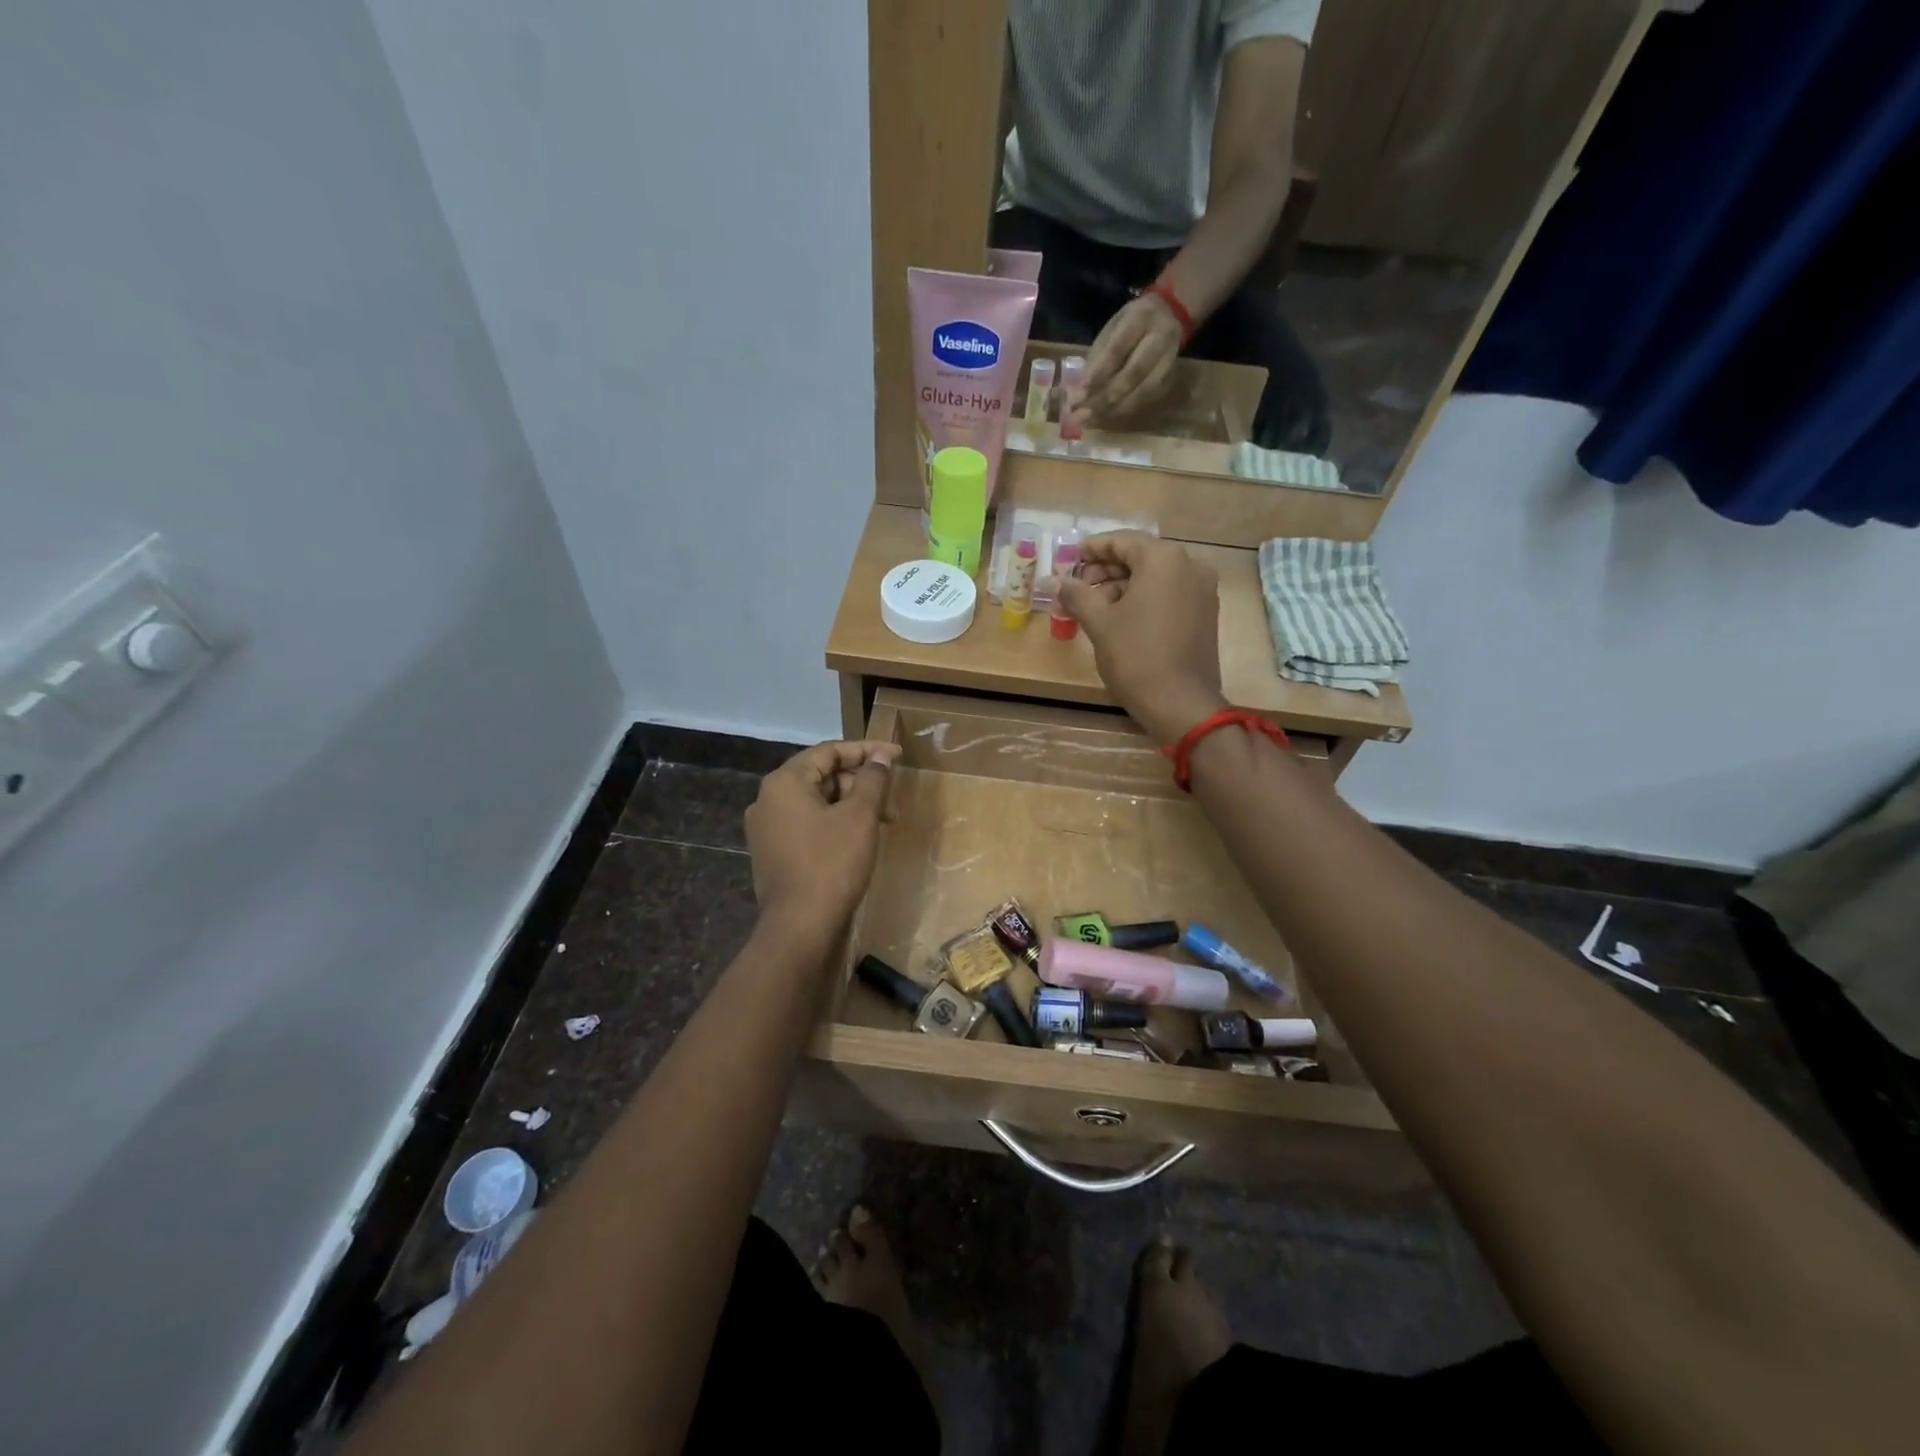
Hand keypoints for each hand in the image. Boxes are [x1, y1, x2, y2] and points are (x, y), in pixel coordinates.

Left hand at [745, 740, 900, 941]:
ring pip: (816, 802)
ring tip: (883, 822)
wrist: (800, 927)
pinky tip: (859, 838)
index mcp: (784, 782)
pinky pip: (807, 824)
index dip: (866, 750)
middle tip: (892, 797)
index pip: (829, 751)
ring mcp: (767, 829)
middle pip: (821, 775)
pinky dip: (834, 823)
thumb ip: (871, 779)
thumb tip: (879, 755)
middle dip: (860, 782)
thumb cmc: (832, 863)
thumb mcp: (859, 816)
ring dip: (851, 804)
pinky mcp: (772, 853)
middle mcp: (768, 800)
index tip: (897, 756)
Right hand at [1058, 533, 1226, 743]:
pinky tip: (1121, 617)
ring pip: (1155, 576)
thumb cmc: (1135, 656)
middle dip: (1106, 569)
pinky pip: (1169, 592)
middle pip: (1141, 556)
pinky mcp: (1205, 612)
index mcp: (1163, 559)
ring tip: (1093, 606)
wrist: (1180, 703)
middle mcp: (1189, 565)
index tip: (1068, 559)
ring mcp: (1202, 589)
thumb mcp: (1099, 622)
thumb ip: (1076, 594)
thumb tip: (1054, 580)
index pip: (1122, 540)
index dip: (1092, 548)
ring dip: (1123, 584)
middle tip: (1077, 586)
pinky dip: (1144, 597)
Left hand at [1070, 293, 1182, 429]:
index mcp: (1141, 317)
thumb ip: (1096, 359)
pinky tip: (1108, 416)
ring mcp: (1170, 358)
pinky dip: (1126, 410)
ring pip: (1143, 391)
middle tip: (1083, 415)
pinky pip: (1148, 399)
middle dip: (1106, 398)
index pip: (1117, 350)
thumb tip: (1077, 393)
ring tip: (1092, 420)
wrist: (1166, 316)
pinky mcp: (1171, 377)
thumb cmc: (1129, 324)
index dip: (1097, 375)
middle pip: (1134, 374)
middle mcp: (1161, 337)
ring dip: (1115, 409)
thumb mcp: (1110, 330)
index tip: (1078, 396)